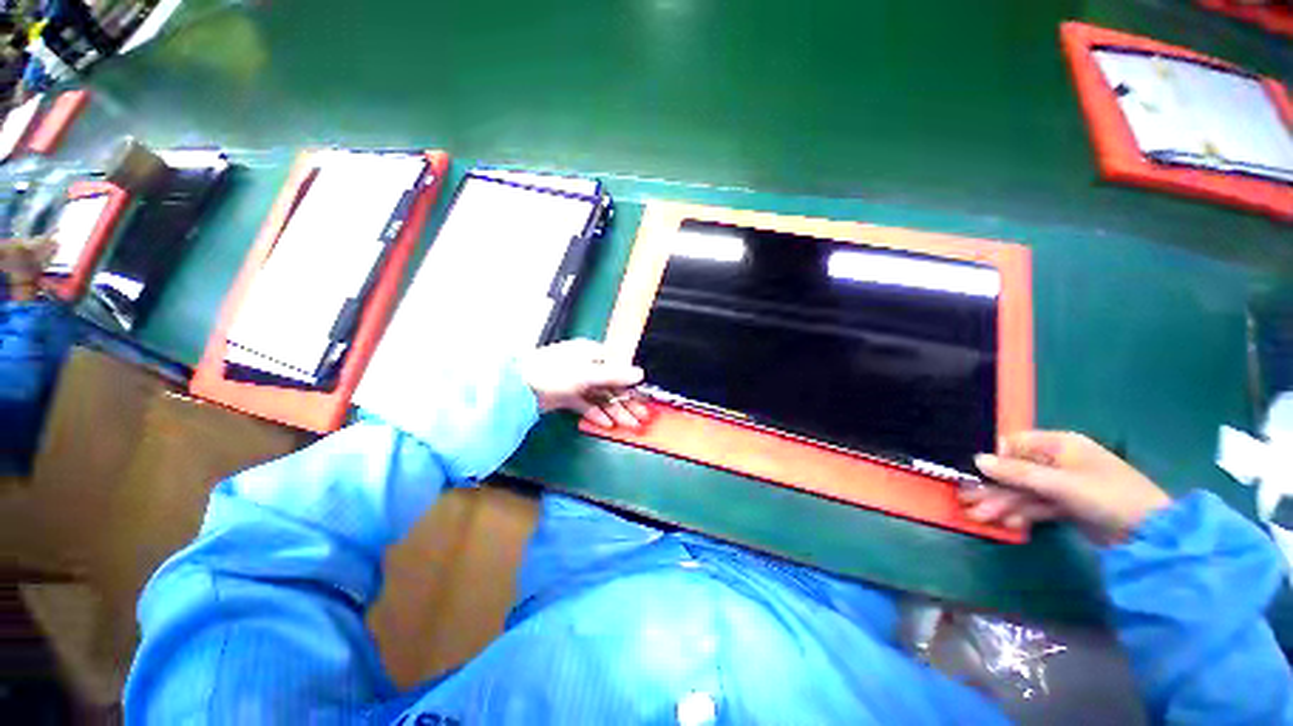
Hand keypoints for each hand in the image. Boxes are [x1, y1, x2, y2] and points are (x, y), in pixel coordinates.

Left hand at [517, 339, 649, 428]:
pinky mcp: (565, 396)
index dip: (632, 385)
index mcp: (592, 354)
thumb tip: (641, 373)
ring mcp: (575, 382)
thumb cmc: (555, 373)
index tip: (644, 399)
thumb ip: (615, 375)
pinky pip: (585, 405)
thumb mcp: (588, 374)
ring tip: (628, 426)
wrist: (517, 387)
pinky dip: (595, 414)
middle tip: (642, 418)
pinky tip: (605, 424)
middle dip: (627, 402)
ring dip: (614, 411)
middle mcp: (586, 366)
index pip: (619, 369)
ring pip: (600, 397)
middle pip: (611, 385)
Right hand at [962, 431, 1171, 543]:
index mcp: (1059, 445)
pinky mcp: (1068, 505)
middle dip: (992, 487)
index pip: (1014, 445)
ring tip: (979, 518)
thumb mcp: (1061, 484)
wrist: (1150, 535)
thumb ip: (1017, 473)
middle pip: (1015, 471)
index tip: (969, 473)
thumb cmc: (1108, 497)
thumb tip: (977, 460)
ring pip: (1023, 491)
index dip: (992, 458)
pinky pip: (1037, 506)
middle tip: (966, 501)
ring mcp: (1063, 485)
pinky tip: (1008, 524)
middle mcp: (1058, 461)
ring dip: (1002, 503)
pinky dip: (1022, 514)